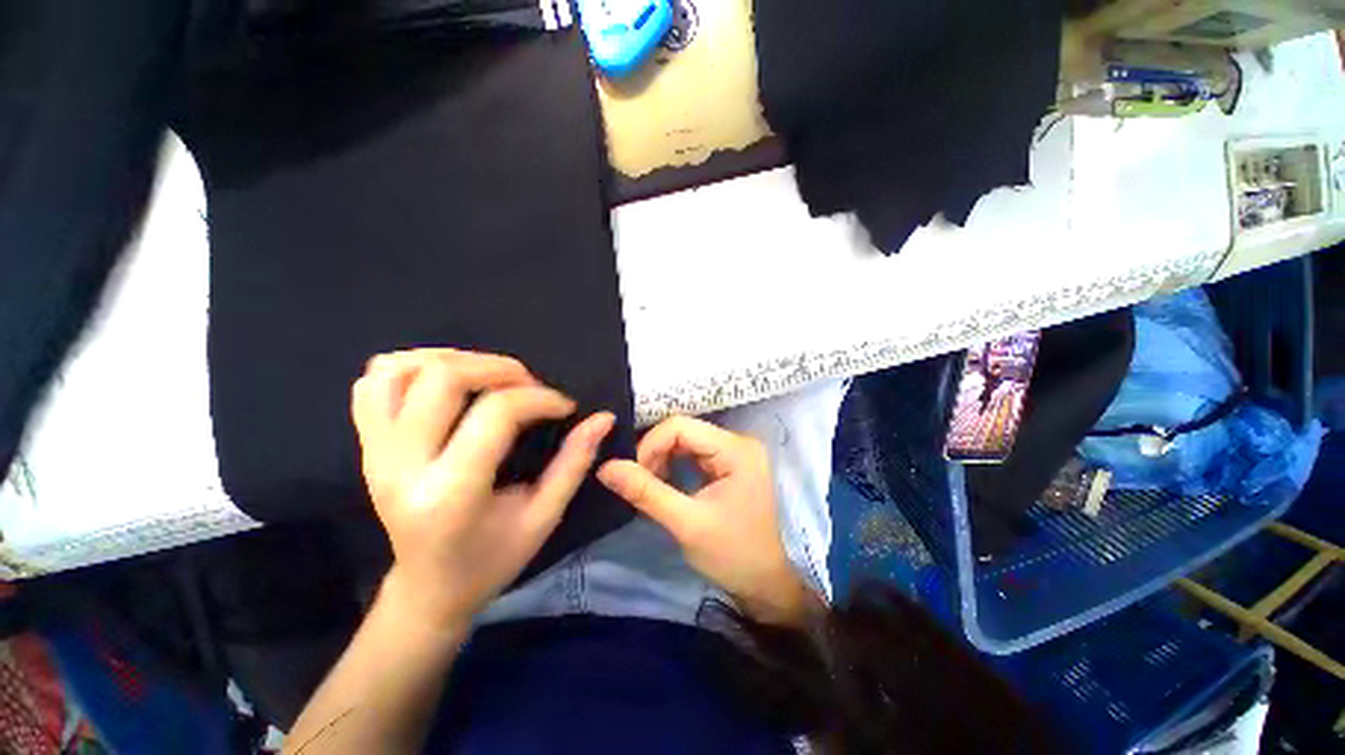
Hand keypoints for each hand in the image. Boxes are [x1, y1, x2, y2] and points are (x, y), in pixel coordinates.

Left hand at [352, 349, 613, 631]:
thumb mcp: (544, 516)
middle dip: (500, 368)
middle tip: (530, 385)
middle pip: (443, 379)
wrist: (427, 588)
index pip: (496, 414)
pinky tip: (448, 381)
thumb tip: (603, 419)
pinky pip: (374, 383)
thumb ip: (575, 462)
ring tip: (491, 377)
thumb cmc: (492, 559)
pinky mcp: (366, 446)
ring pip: (399, 370)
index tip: (565, 407)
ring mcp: (374, 453)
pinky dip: (413, 366)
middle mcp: (400, 467)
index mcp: (450, 494)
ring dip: (455, 359)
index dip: (540, 398)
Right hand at [597, 416, 816, 625]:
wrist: (770, 584)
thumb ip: (646, 493)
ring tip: (650, 487)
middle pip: (683, 431)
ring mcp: (736, 452)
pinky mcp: (731, 464)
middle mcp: (738, 441)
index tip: (633, 475)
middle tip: (639, 484)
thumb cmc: (735, 555)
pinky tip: (665, 486)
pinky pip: (695, 454)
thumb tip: (606, 468)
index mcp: (735, 449)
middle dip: (655, 454)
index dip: (649, 445)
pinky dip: (675, 467)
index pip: (680, 426)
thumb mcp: (687, 524)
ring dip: (663, 460)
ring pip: (686, 442)